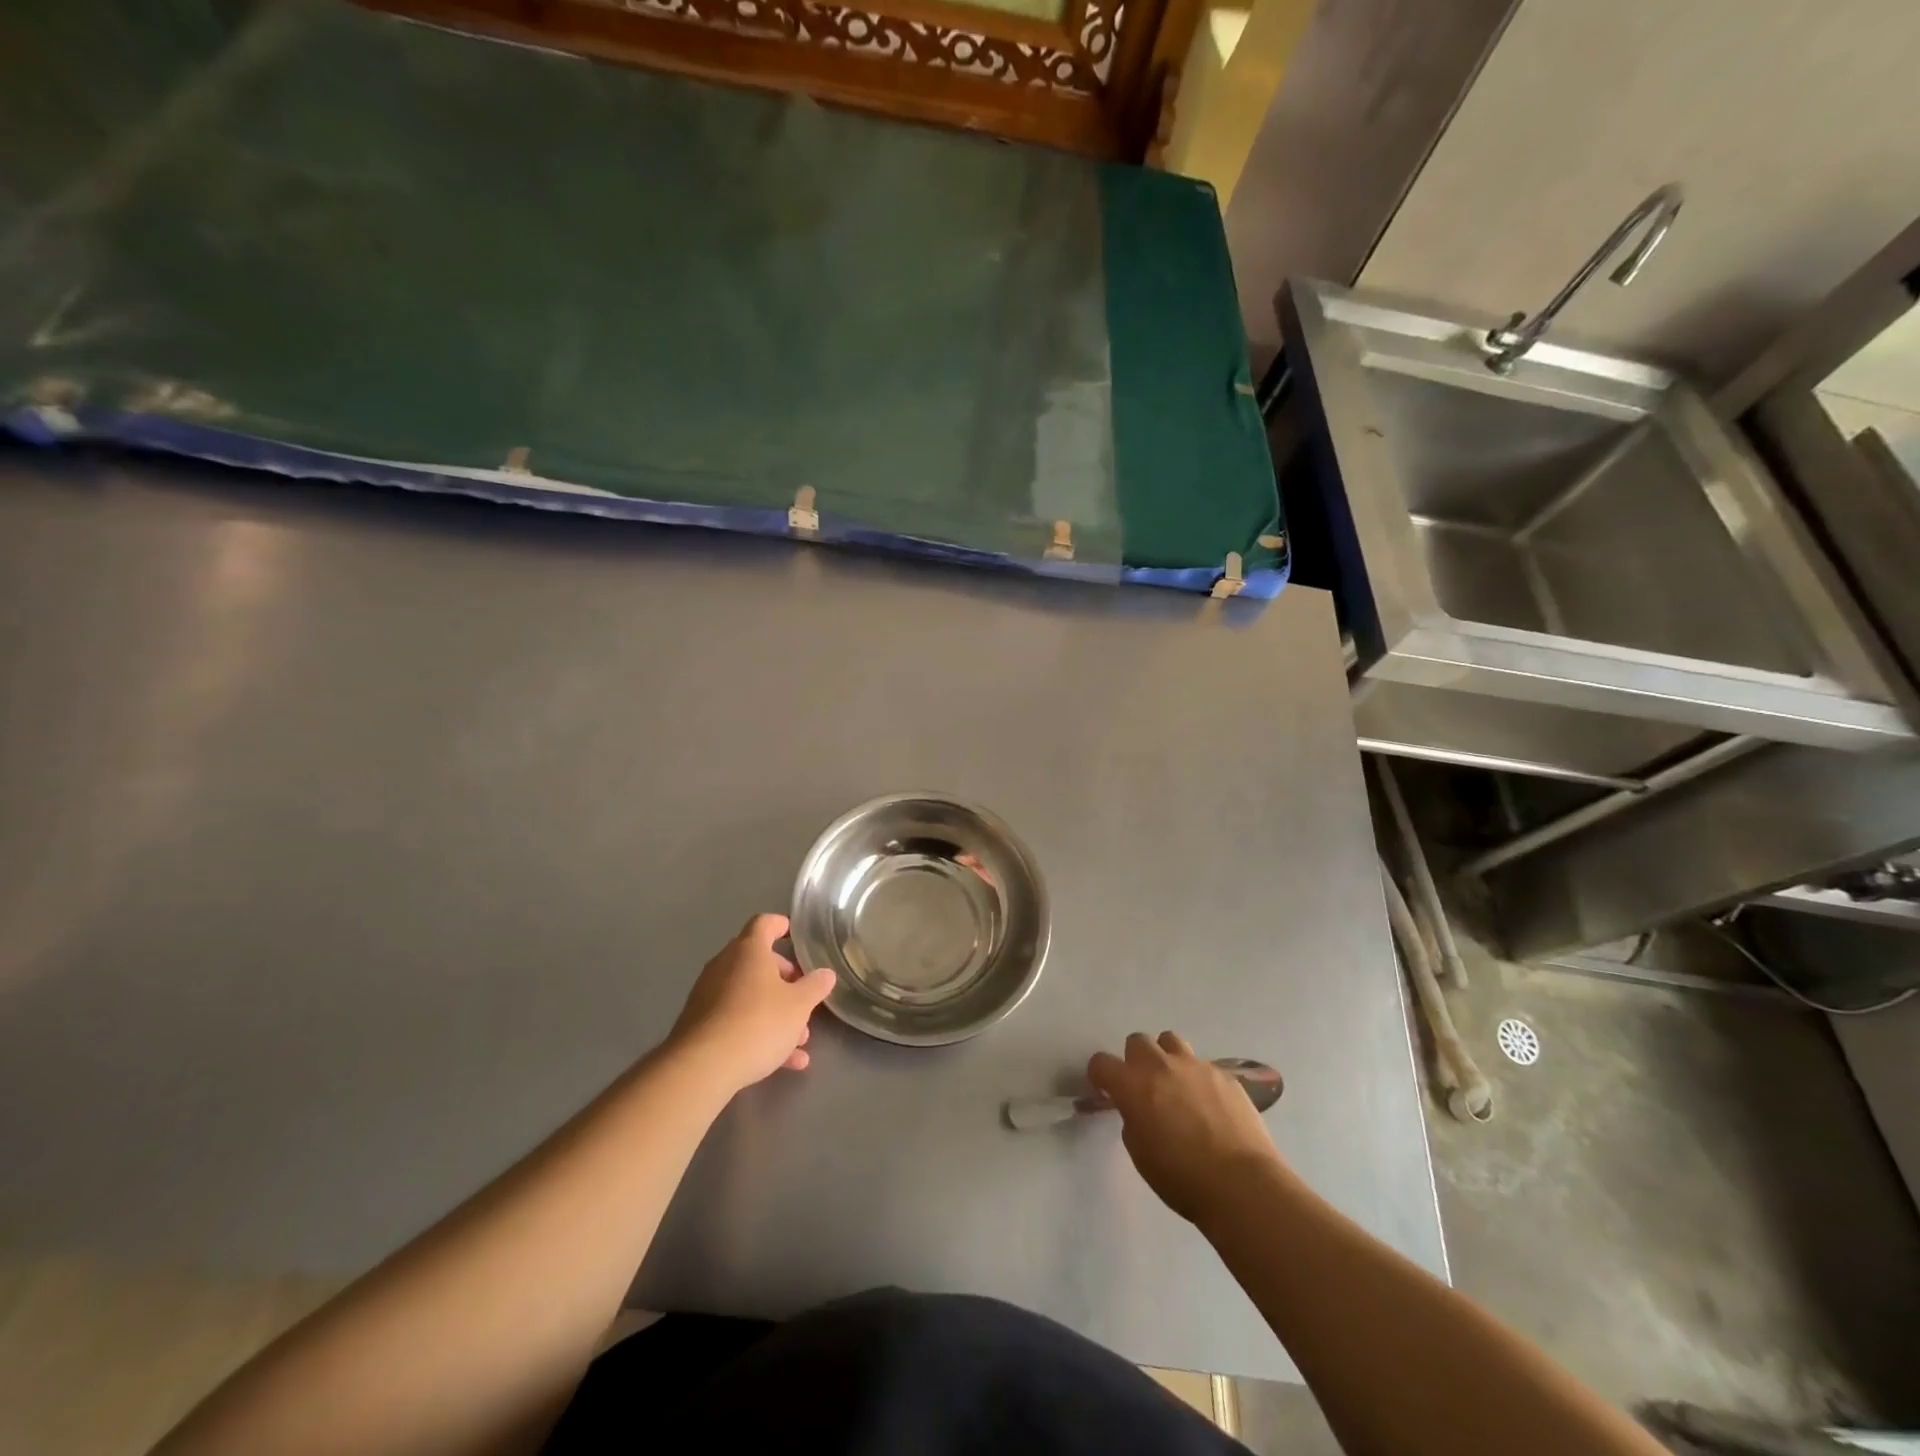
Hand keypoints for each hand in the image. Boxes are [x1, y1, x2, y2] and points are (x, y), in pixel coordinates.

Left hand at [667, 914, 835, 1094]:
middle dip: (784, 979)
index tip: (794, 935)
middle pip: (757, 962)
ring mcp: (708, 996)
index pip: (764, 923)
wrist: (702, 1068)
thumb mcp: (799, 1005)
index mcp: (748, 950)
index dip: (781, 925)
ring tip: (800, 1039)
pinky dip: (758, 1033)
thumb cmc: (758, 1023)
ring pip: (749, 996)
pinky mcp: (700, 1026)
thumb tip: (825, 974)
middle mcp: (724, 966)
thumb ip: (815, 986)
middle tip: (803, 995)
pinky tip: (784, 1062)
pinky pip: (736, 1021)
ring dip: (775, 1012)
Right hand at [1088, 1032, 1285, 1224]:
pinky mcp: (1224, 1074)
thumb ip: (1133, 1120)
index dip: (1101, 1075)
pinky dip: (1199, 1079)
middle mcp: (1161, 1065)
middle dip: (1136, 1060)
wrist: (1241, 1183)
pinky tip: (1210, 1106)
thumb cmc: (1182, 1178)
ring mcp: (1195, 1065)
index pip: (1102, 1062)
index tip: (1107, 1089)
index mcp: (1133, 1085)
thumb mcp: (1141, 1155)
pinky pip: (1203, 1066)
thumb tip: (1139, 1110)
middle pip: (1138, 1041)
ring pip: (1171, 1041)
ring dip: (1167, 1058)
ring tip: (1177, 1085)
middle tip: (1145, 1087)